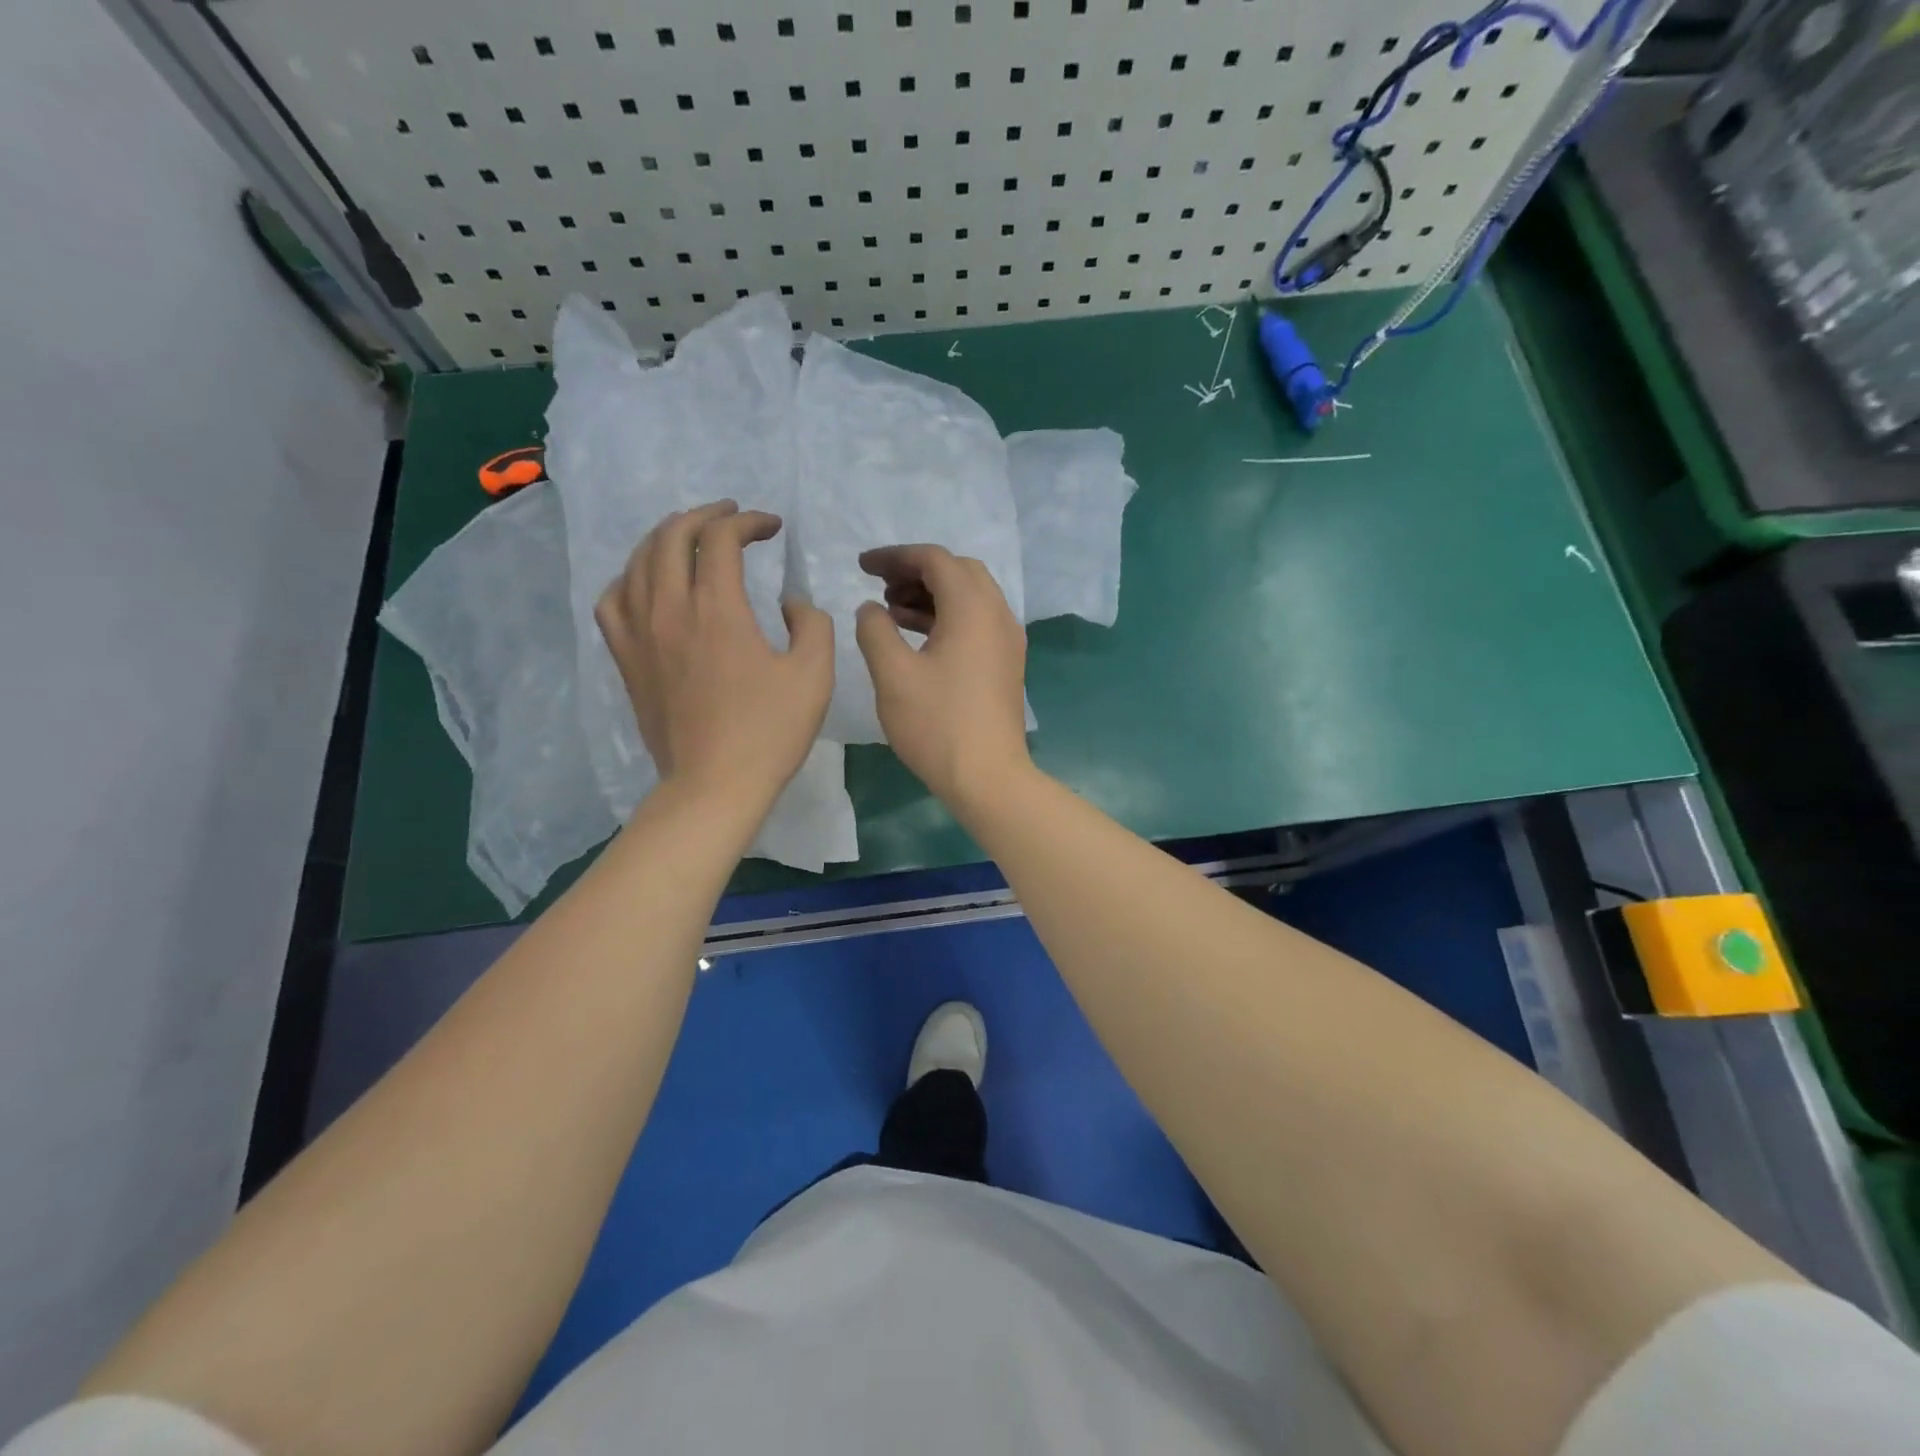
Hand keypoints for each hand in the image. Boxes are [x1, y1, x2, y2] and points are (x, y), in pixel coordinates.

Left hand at [597, 501, 831, 811]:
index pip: (722, 538)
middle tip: (731, 517)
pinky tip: (647, 584)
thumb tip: (789, 603)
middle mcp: (669, 609)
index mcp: (717, 609)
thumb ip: (811, 623)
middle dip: (705, 516)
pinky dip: (630, 578)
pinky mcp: (626, 659)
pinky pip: (612, 600)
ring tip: (690, 539)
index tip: (772, 529)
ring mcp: (640, 634)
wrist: (715, 784)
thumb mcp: (815, 674)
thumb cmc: (769, 731)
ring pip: (638, 561)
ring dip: (666, 538)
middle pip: (672, 536)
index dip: (749, 522)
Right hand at [855, 544, 1031, 806]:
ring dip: (931, 594)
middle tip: (880, 587)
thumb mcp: (893, 675)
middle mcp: (997, 614)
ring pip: (970, 597)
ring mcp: (1007, 640)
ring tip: (891, 611)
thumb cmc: (937, 724)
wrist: (988, 777)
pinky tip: (917, 637)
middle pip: (958, 571)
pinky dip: (947, 617)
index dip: (895, 556)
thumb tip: (870, 609)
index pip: (934, 559)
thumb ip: (875, 630)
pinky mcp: (1006, 663)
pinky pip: (977, 622)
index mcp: (972, 608)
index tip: (861, 566)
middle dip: (916, 571)